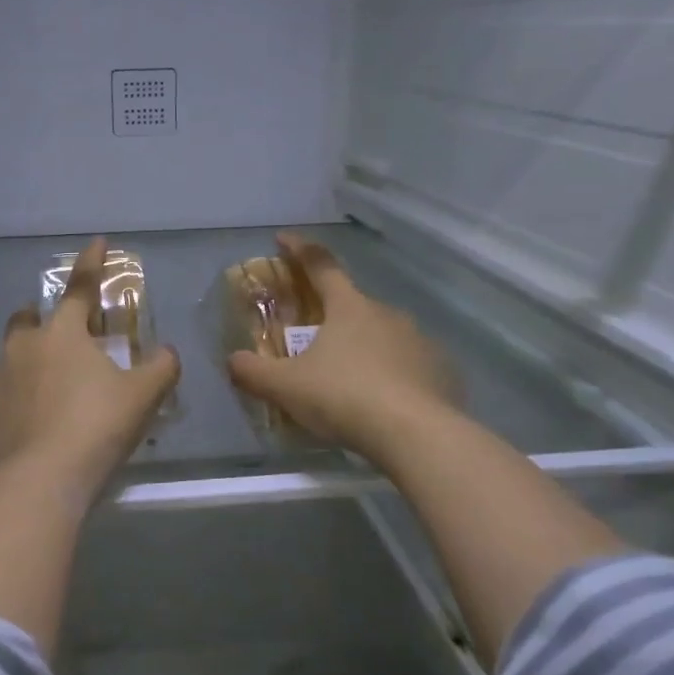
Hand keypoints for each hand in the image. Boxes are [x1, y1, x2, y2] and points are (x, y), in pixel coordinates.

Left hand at [0, 237, 181, 491]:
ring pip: (11, 356)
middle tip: (61, 334)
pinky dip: (15, 398)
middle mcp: (23, 346)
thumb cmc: (97, 426)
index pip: (80, 287)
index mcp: (63, 333)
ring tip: (46, 387)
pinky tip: (28, 421)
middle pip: (29, 317)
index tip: (97, 242)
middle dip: (43, 316)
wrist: (41, 479)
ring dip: (28, 360)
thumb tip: (167, 353)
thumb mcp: (143, 396)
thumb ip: (161, 367)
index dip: (92, 263)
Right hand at [227, 233, 460, 465]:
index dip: (299, 249)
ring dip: (362, 348)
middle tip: (311, 340)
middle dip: (330, 316)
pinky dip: (391, 376)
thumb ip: (253, 372)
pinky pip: (408, 366)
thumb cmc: (345, 398)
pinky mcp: (441, 371)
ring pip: (383, 336)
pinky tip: (381, 403)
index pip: (320, 265)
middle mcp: (387, 314)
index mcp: (349, 307)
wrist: (417, 435)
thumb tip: (233, 361)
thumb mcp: (286, 387)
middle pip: (352, 305)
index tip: (283, 239)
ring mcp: (420, 341)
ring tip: (347, 381)